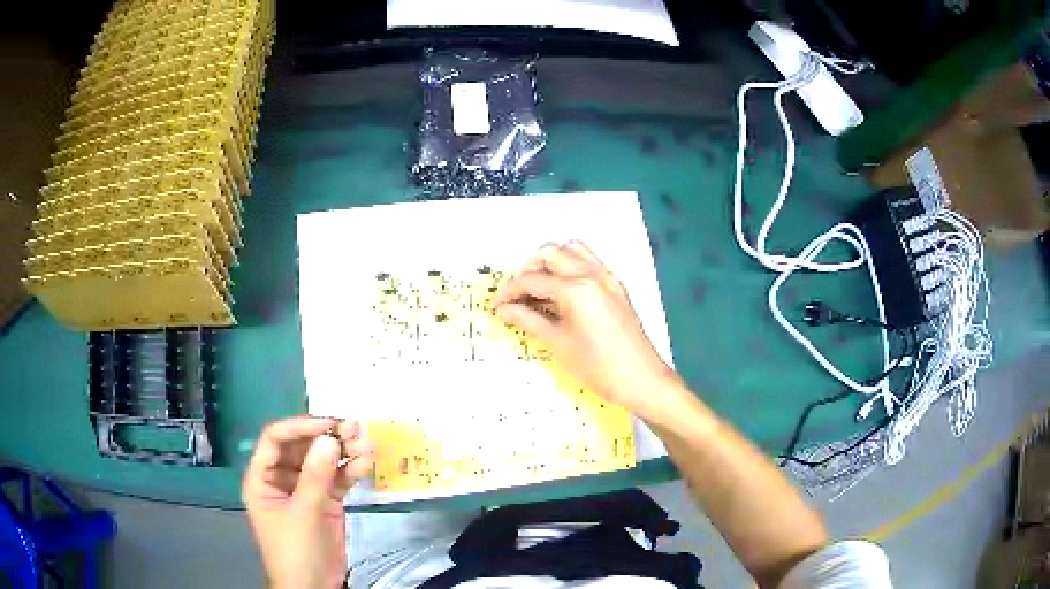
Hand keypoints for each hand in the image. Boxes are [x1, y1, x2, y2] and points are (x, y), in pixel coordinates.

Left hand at [243, 417, 373, 588]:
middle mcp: (282, 478)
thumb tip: (329, 438)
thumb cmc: (296, 550)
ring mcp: (306, 490)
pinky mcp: (326, 502)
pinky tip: (366, 464)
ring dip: (344, 452)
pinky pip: (337, 480)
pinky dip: (351, 471)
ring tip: (367, 444)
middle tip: (355, 429)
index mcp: (263, 477)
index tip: (328, 424)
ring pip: (323, 461)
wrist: (314, 587)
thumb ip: (315, 476)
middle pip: (302, 447)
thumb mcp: (303, 513)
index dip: (299, 427)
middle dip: (327, 437)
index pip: (275, 439)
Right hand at [493, 241, 679, 418]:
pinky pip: (589, 262)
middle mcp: (592, 274)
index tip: (496, 305)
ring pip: (572, 250)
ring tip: (539, 289)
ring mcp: (607, 277)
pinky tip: (562, 293)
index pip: (533, 280)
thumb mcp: (557, 343)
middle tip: (518, 295)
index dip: (510, 291)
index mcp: (576, 288)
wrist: (641, 379)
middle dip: (529, 269)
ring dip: (551, 262)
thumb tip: (504, 309)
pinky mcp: (616, 286)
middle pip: (551, 253)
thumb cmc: (598, 367)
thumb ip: (528, 320)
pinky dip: (570, 267)